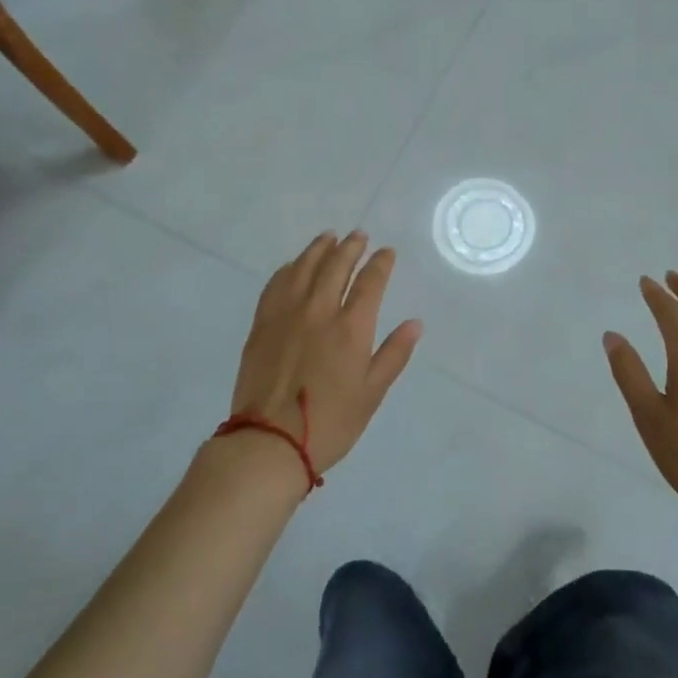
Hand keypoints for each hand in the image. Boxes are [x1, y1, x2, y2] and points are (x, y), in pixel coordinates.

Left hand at [228, 231, 423, 476]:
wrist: (269, 442)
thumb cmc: (330, 423)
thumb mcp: (372, 393)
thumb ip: (394, 354)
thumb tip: (415, 323)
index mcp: (351, 328)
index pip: (370, 282)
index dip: (381, 263)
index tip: (387, 252)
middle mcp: (319, 310)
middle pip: (336, 265)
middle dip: (351, 247)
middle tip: (359, 236)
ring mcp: (286, 314)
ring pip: (304, 267)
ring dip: (319, 249)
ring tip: (328, 237)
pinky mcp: (262, 324)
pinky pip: (276, 284)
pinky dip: (289, 268)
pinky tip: (294, 265)